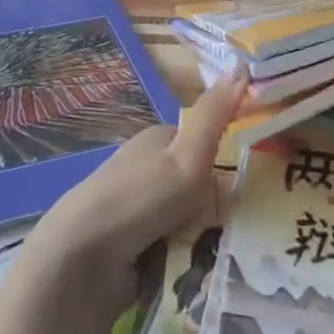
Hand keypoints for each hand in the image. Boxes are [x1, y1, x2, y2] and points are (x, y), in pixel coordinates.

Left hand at [19, 67, 246, 316]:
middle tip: (239, 223)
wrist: (79, 264)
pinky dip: (186, 258)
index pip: (206, 143)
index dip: (229, 160)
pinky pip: (174, 248)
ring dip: (204, 236)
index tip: (254, 182)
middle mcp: (146, 170)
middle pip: (200, 185)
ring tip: (222, 252)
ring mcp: (136, 210)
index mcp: (156, 140)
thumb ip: (216, 115)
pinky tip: (199, 270)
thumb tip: (242, 63)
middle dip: (217, 206)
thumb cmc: (139, 200)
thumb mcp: (187, 154)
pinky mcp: (130, 247)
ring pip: (189, 219)